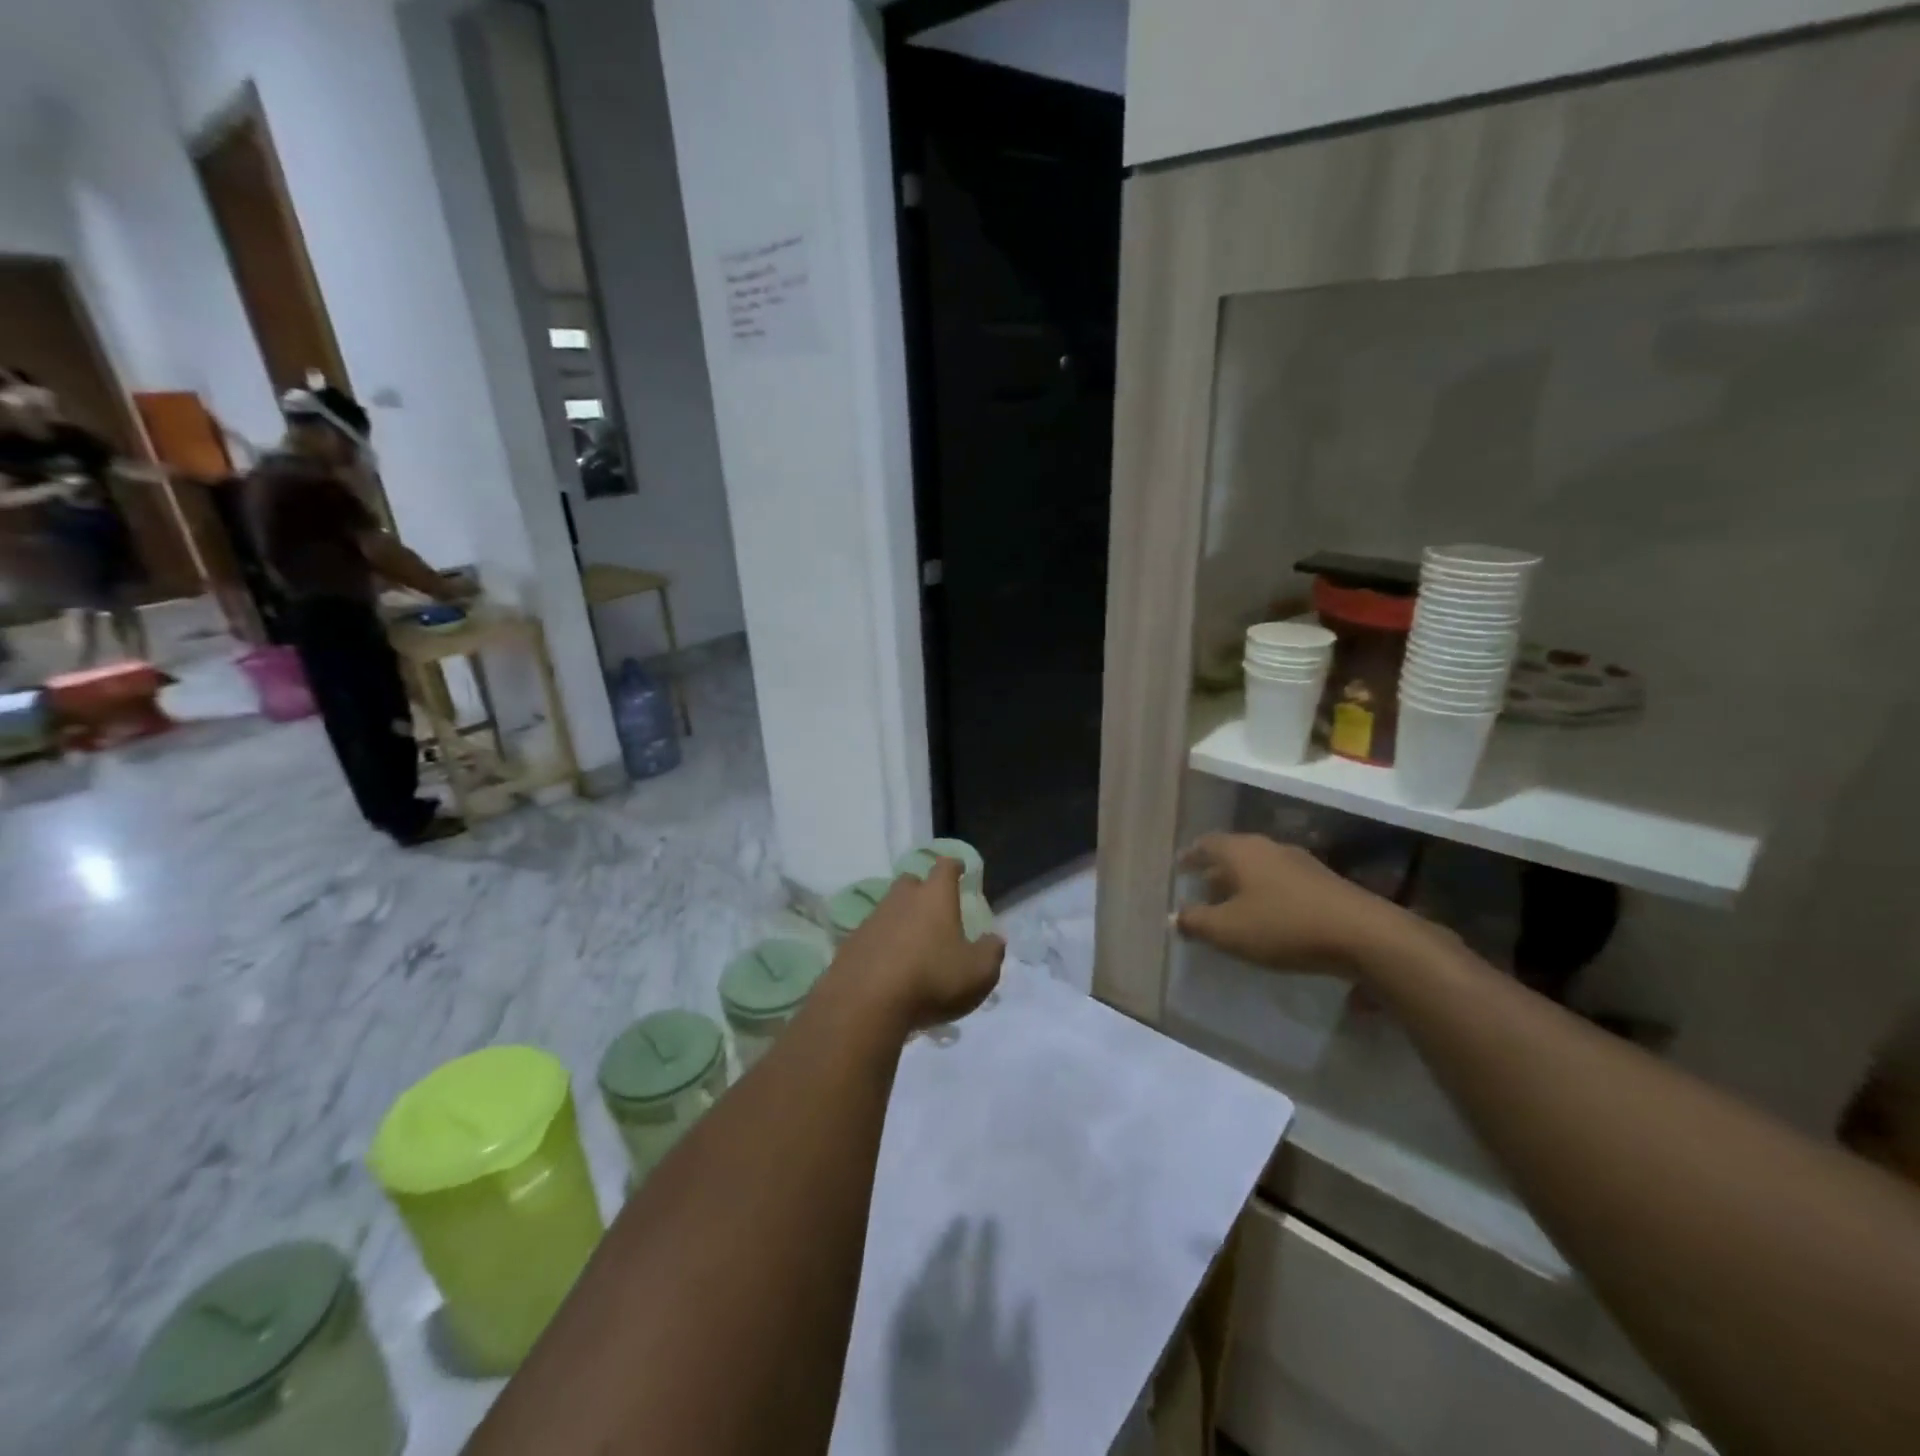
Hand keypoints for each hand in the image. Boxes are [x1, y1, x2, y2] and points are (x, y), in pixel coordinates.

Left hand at [830, 858, 1004, 1032]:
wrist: (864, 1003)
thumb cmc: (931, 980)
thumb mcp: (978, 973)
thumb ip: (991, 952)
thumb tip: (994, 938)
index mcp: (935, 897)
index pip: (945, 867)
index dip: (953, 866)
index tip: (958, 868)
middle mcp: (902, 899)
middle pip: (911, 882)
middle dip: (922, 890)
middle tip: (933, 908)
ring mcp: (872, 920)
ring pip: (889, 909)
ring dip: (901, 919)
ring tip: (913, 943)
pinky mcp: (851, 944)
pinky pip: (872, 936)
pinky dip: (882, 944)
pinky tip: (888, 966)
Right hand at [1175, 833, 1415, 975]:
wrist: (1363, 934)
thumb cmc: (1283, 926)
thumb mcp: (1228, 930)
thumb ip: (1195, 922)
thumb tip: (1173, 917)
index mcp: (1241, 851)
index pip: (1206, 844)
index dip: (1190, 856)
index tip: (1180, 868)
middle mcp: (1268, 847)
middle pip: (1233, 854)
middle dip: (1215, 871)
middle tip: (1201, 889)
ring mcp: (1299, 862)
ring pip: (1259, 868)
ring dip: (1242, 883)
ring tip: (1232, 905)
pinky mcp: (1323, 882)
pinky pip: (1281, 881)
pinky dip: (1266, 893)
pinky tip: (1267, 916)